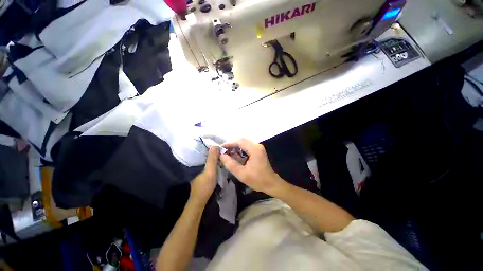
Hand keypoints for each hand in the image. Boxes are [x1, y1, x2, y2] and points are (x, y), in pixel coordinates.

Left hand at [190, 146, 219, 201]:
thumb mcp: (210, 171)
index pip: (203, 150)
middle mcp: (196, 164)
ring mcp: (199, 169)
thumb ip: (212, 159)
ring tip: (221, 152)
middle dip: (213, 151)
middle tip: (222, 148)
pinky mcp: (202, 173)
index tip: (220, 144)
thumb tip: (215, 145)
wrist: (200, 201)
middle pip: (206, 154)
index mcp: (196, 162)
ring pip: (207, 160)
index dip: (211, 147)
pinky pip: (208, 164)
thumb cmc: (204, 185)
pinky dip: (213, 162)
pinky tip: (218, 161)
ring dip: (213, 157)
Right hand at [220, 139, 284, 195]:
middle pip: (242, 141)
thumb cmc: (257, 180)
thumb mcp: (242, 174)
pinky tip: (235, 155)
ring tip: (227, 153)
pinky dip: (240, 149)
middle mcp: (257, 145)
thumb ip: (230, 164)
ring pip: (244, 143)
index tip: (220, 148)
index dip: (229, 143)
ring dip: (235, 147)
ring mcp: (258, 147)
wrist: (271, 183)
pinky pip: (247, 147)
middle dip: (231, 145)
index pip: (239, 141)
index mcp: (255, 149)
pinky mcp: (258, 150)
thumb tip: (222, 156)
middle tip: (223, 151)